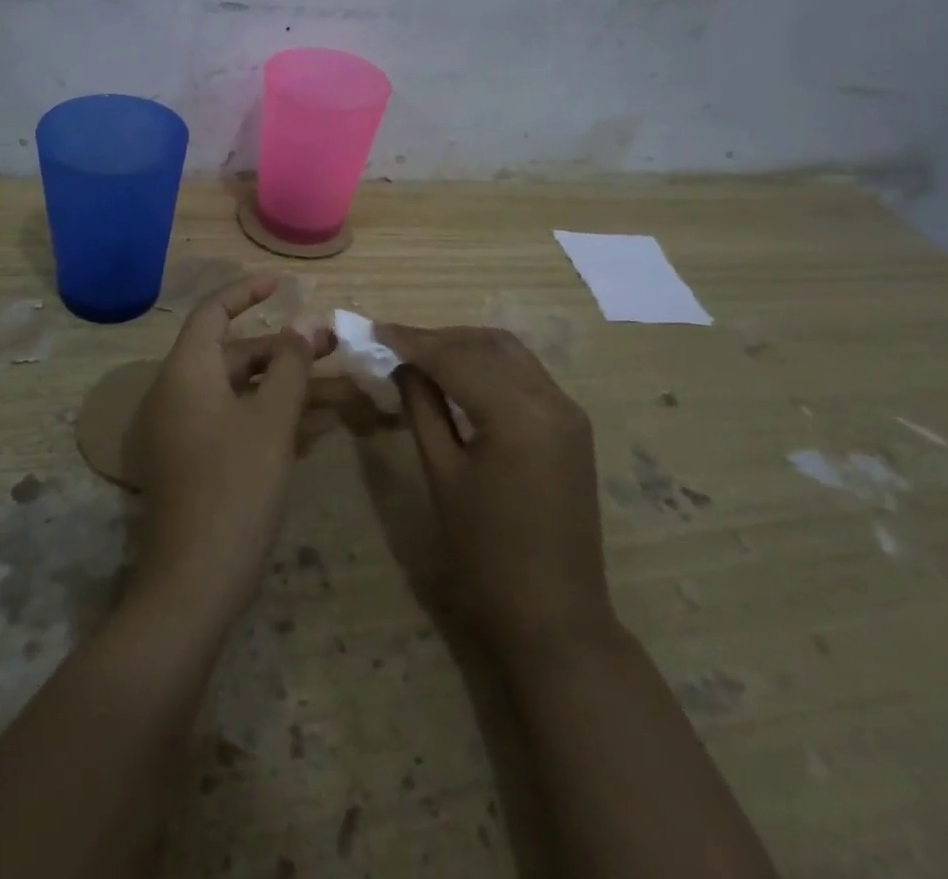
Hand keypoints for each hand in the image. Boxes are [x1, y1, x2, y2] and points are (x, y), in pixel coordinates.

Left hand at [131, 276, 335, 624]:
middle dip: (287, 350)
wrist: (195, 582)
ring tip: (346, 388)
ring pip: (246, 394)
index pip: (212, 314)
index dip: (245, 293)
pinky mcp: (201, 463)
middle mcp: (181, 394)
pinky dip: (277, 419)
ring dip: (292, 389)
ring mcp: (189, 431)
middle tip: (334, 346)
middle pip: (237, 355)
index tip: (280, 283)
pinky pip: (241, 424)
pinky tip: (323, 424)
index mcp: (187, 372)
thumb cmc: (235, 486)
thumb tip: (303, 327)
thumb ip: (291, 367)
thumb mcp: (271, 420)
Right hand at [377, 324, 616, 668]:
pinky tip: (460, 376)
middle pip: (487, 346)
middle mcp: (551, 399)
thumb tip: (403, 364)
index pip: (457, 358)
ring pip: (510, 354)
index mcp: (518, 414)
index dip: (413, 340)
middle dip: (439, 339)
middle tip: (395, 343)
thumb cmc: (486, 554)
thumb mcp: (442, 475)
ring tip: (422, 356)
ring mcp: (568, 411)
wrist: (554, 617)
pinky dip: (489, 366)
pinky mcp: (572, 425)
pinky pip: (525, 376)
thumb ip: (422, 408)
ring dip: (465, 347)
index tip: (375, 329)